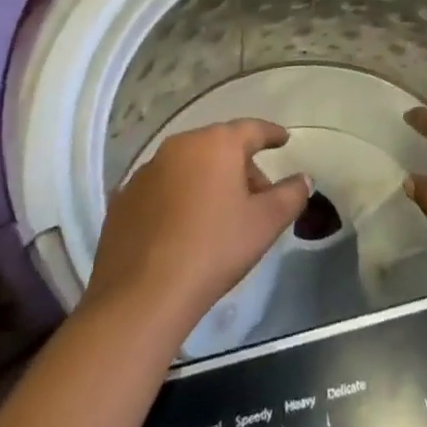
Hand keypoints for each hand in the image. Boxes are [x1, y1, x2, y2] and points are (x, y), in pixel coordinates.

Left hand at [83, 119, 309, 339]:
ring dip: (207, 181)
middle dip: (240, 167)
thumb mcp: (264, 224)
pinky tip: (183, 228)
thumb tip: (303, 179)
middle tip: (256, 197)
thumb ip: (290, 196)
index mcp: (217, 143)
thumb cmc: (213, 249)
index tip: (283, 139)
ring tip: (219, 215)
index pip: (252, 129)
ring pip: (188, 166)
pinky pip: (161, 188)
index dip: (271, 134)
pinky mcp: (123, 198)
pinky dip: (177, 198)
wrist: (141, 297)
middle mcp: (180, 145)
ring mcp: (147, 170)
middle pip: (220, 147)